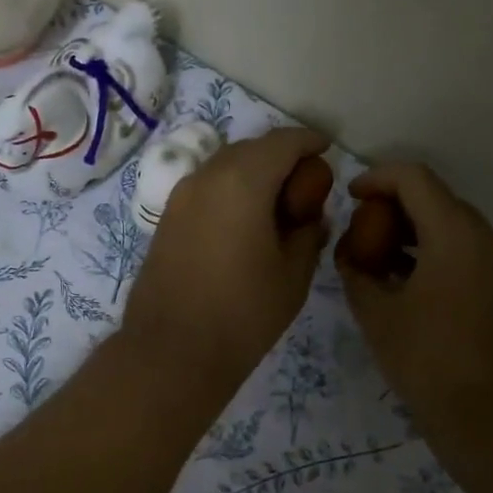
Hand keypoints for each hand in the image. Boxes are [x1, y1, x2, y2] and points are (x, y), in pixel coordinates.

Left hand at [122, 127, 332, 386]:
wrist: (172, 351)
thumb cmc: (243, 313)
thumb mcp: (293, 274)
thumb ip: (308, 234)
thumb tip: (310, 217)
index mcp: (243, 181)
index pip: (283, 142)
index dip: (308, 141)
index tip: (326, 149)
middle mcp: (207, 177)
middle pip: (250, 148)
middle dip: (280, 156)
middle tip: (305, 183)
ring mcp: (180, 196)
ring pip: (224, 166)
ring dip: (253, 172)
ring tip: (276, 203)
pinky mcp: (167, 219)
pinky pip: (206, 188)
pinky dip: (230, 189)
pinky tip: (244, 221)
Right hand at [336, 164, 492, 461]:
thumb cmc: (430, 362)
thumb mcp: (377, 316)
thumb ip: (356, 273)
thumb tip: (350, 255)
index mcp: (457, 234)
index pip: (415, 178)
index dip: (377, 179)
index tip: (351, 198)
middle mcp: (491, 240)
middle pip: (438, 201)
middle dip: (395, 209)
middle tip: (363, 235)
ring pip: (457, 231)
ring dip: (418, 236)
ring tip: (382, 264)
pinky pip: (473, 258)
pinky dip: (440, 259)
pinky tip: (415, 290)